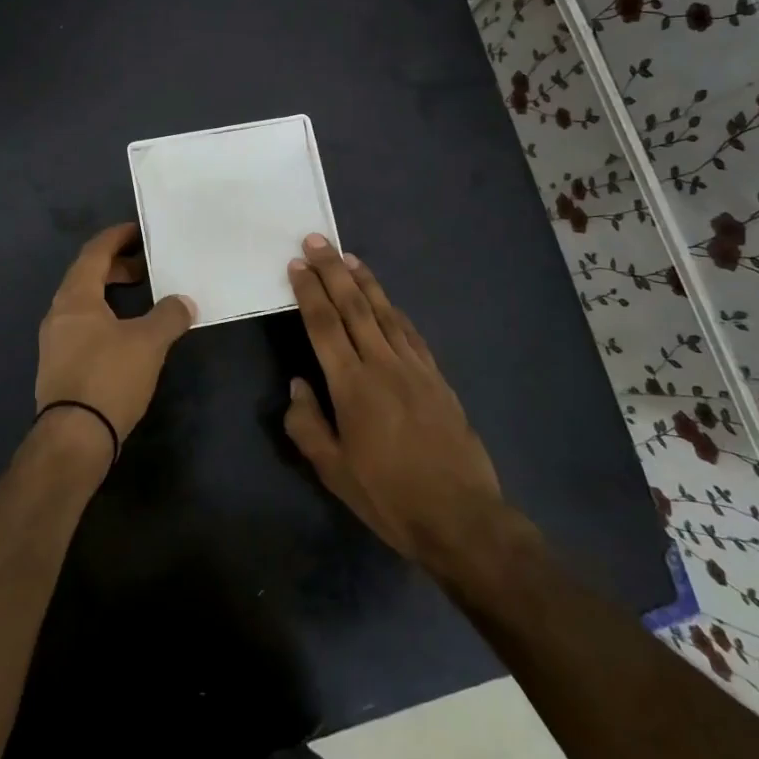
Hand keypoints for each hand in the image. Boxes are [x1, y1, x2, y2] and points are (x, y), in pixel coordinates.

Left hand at [34, 223, 195, 464]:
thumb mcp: (148, 343)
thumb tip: (183, 302)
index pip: (94, 253)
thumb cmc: (109, 377)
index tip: (139, 231)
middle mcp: (59, 313)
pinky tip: (125, 334)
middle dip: (116, 267)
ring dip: (110, 294)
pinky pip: (82, 326)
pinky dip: (104, 317)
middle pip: (86, 276)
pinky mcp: (58, 365)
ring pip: (84, 303)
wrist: (74, 437)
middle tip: (146, 268)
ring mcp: (55, 341)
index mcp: (76, 297)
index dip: (116, 238)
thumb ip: (169, 316)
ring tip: (141, 300)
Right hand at [283, 235, 535, 581]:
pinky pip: (410, 333)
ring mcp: (415, 368)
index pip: (324, 326)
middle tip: (317, 240)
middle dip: (333, 271)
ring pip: (385, 312)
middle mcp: (383, 365)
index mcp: (352, 387)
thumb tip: (297, 385)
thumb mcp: (334, 471)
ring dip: (364, 281)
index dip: (309, 292)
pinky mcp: (437, 377)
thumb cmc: (389, 497)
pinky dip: (394, 310)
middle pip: (354, 307)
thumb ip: (308, 425)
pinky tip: (387, 300)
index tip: (297, 264)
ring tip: (348, 256)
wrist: (461, 517)